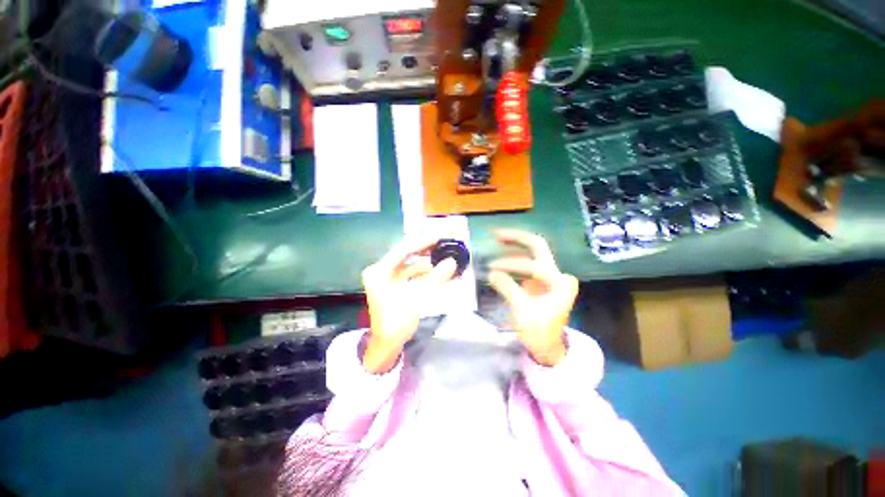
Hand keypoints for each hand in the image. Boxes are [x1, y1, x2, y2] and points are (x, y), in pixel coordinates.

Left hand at [361, 238, 457, 372]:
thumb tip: (452, 262)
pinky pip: (412, 276)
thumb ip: (435, 278)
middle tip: (445, 244)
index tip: (440, 236)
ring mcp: (388, 280)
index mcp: (380, 271)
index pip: (404, 250)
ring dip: (428, 264)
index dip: (423, 242)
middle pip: (408, 256)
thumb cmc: (396, 321)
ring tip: (446, 258)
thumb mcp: (417, 297)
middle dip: (427, 251)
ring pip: (411, 266)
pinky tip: (440, 273)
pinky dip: (425, 275)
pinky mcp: (395, 287)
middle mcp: (382, 271)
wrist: (387, 345)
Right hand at [487, 229, 578, 365]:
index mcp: (558, 282)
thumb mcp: (522, 311)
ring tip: (497, 238)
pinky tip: (502, 253)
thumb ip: (507, 288)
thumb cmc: (540, 331)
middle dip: (517, 238)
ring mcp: (548, 276)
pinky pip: (527, 262)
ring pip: (533, 252)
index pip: (531, 265)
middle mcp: (556, 273)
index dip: (510, 265)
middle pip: (538, 247)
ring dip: (515, 244)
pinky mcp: (540, 280)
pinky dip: (514, 256)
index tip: (491, 269)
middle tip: (496, 234)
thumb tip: (490, 273)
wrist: (548, 347)